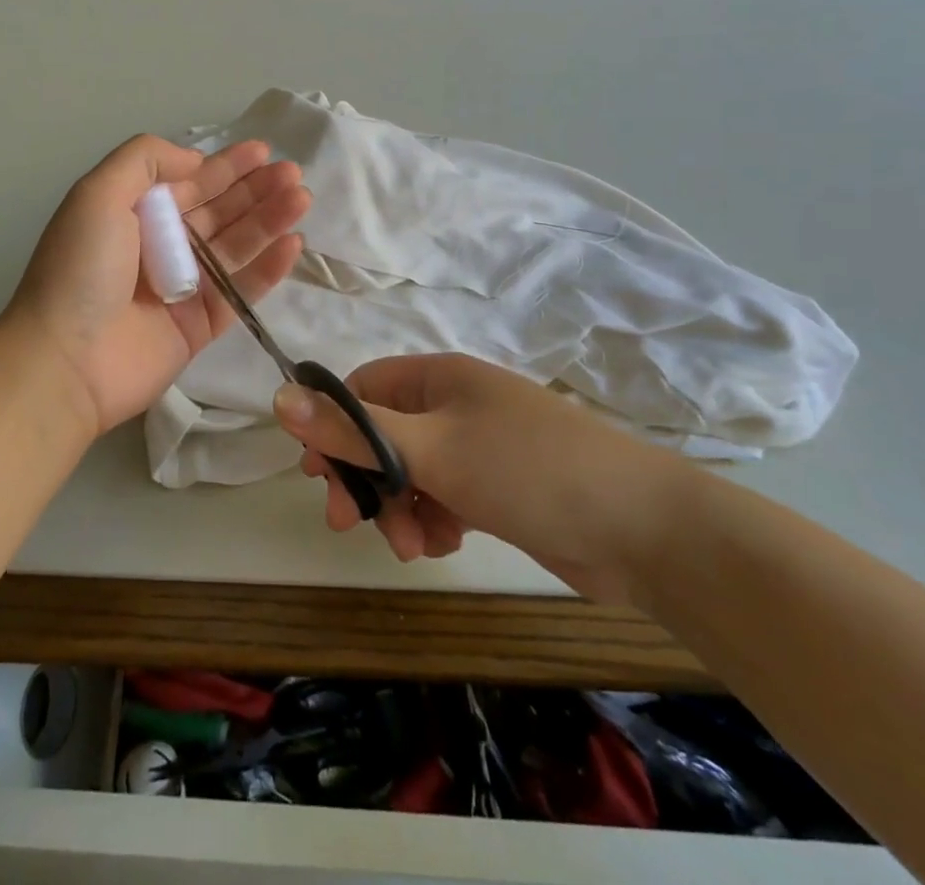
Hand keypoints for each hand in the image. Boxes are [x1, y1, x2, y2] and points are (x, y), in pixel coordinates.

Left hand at [6, 135, 309, 435]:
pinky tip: (292, 244)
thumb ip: (144, 160)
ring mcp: (183, 287)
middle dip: (255, 189)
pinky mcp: (200, 325)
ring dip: (269, 220)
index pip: (189, 182)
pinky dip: (267, 268)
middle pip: (219, 211)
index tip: (263, 151)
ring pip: (236, 246)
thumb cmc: (81, 269)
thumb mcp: (98, 193)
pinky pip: (241, 290)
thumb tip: (194, 160)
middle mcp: (160, 245)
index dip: (226, 165)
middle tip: (293, 174)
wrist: (66, 361)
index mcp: (134, 213)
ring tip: (301, 198)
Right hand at [274, 353, 690, 604]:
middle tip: (350, 524)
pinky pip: (442, 496)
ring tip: (415, 546)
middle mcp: (453, 404)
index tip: (319, 475)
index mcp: (436, 377)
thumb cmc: (528, 469)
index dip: (332, 428)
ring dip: (399, 508)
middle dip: (366, 480)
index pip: (361, 390)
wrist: (646, 530)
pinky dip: (434, 519)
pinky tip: (445, 543)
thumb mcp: (431, 449)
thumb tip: (278, 398)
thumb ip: (353, 429)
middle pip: (381, 435)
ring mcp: (477, 446)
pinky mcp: (496, 487)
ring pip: (410, 472)